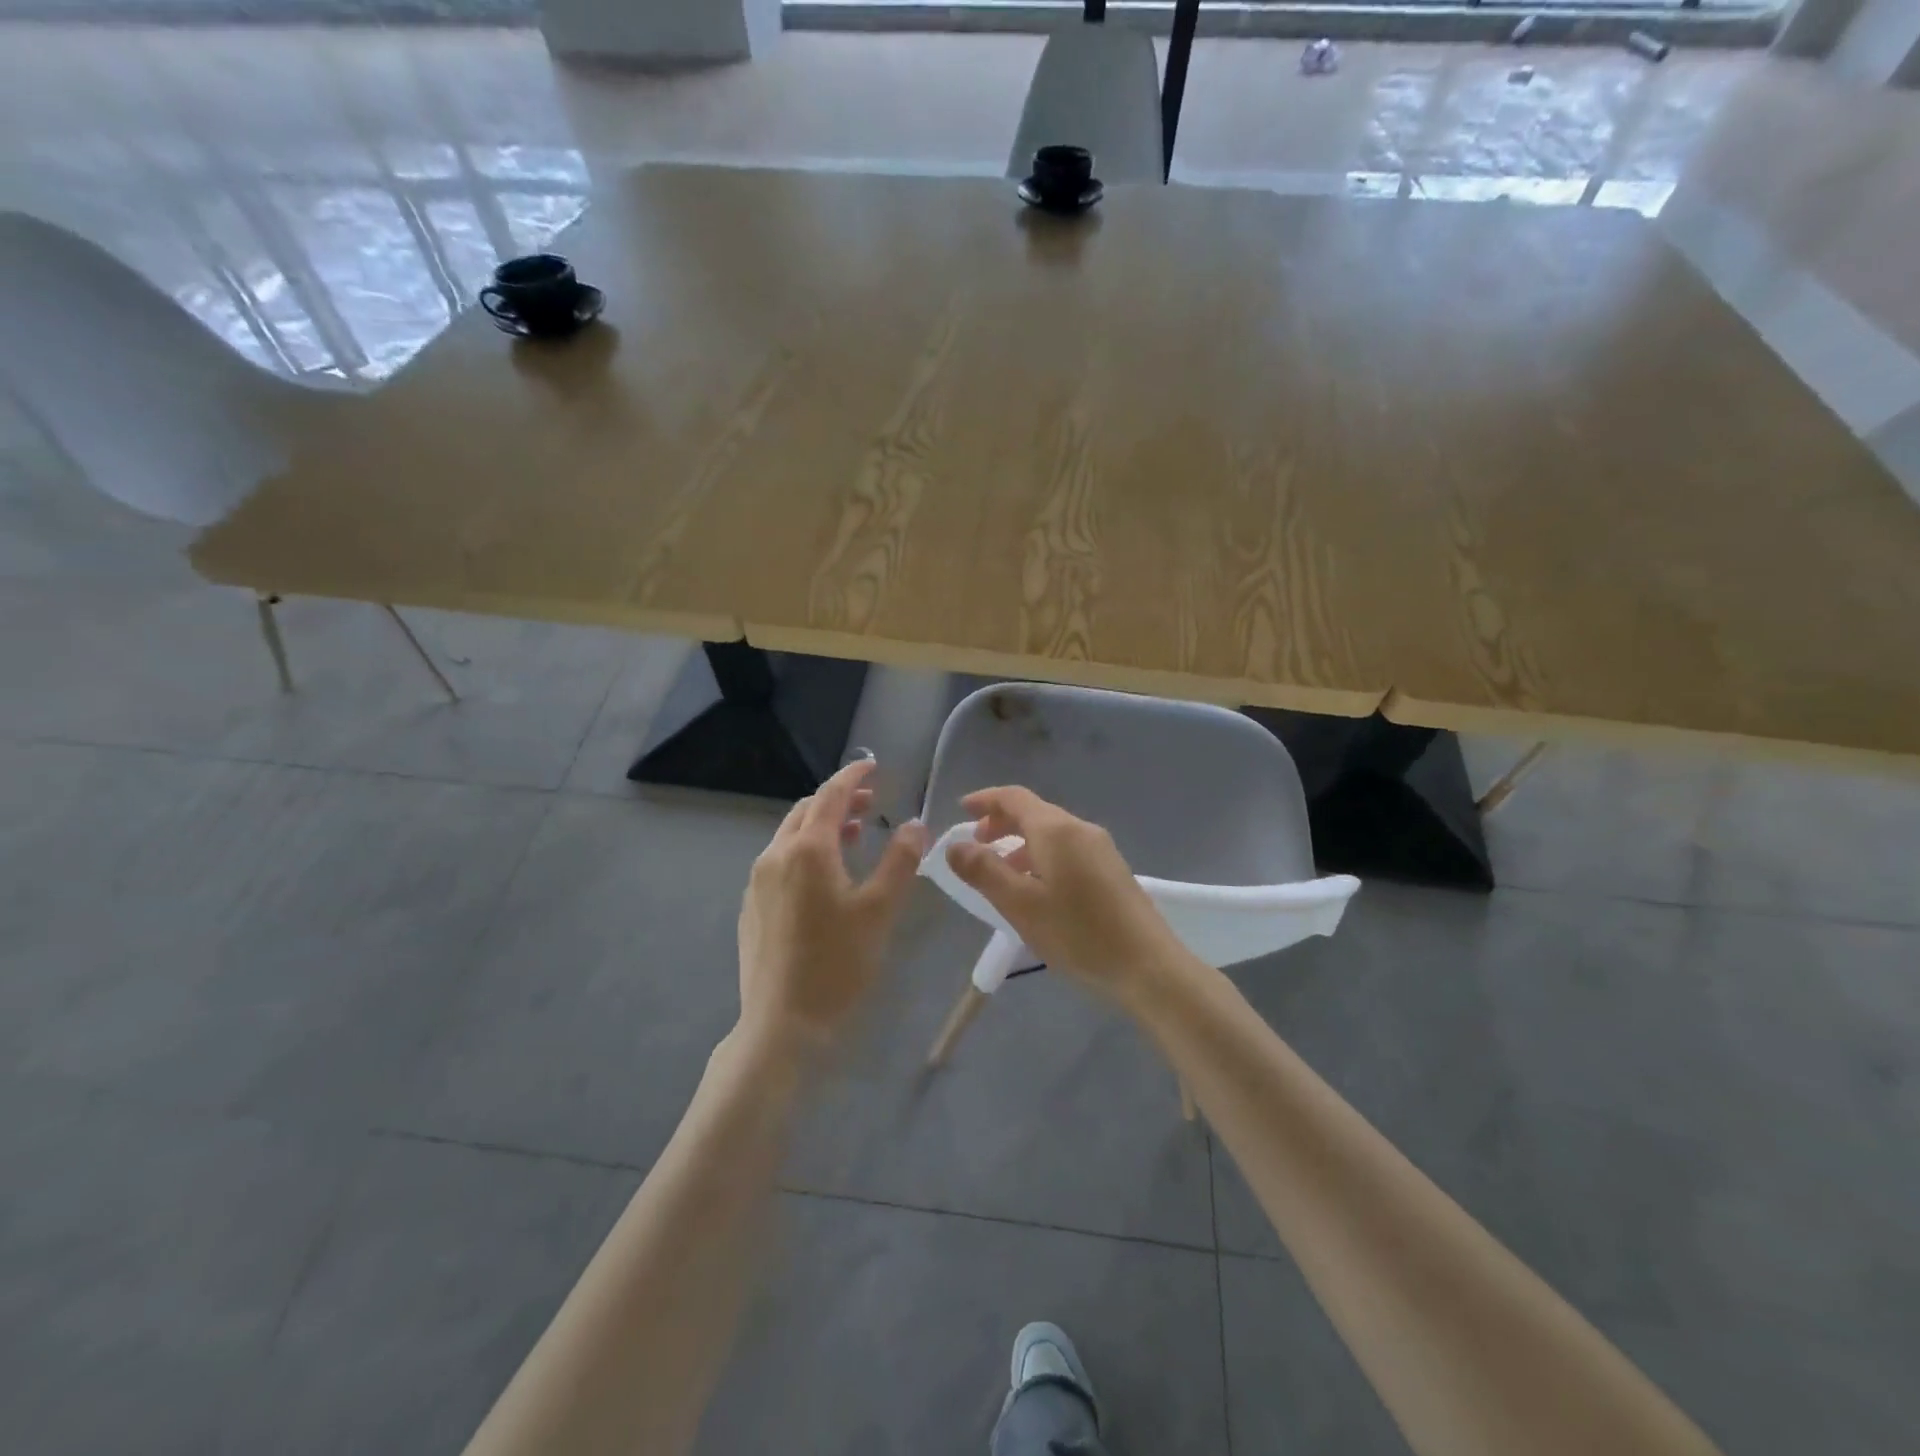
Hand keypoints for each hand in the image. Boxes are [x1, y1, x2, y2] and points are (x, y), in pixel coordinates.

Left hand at [736, 758, 928, 1050]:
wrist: (782, 1024)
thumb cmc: (838, 964)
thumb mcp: (879, 910)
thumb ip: (900, 860)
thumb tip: (914, 824)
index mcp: (807, 850)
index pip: (831, 795)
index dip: (853, 775)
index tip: (873, 765)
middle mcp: (775, 856)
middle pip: (807, 811)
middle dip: (838, 799)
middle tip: (871, 803)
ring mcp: (758, 882)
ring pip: (790, 836)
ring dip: (822, 826)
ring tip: (854, 835)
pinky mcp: (752, 906)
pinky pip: (780, 861)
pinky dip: (805, 850)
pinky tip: (825, 876)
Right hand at [944, 786, 1189, 1002]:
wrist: (1148, 966)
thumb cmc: (1078, 934)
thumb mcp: (1021, 905)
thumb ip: (984, 871)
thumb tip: (955, 845)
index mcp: (1056, 830)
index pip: (1014, 798)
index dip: (985, 800)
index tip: (961, 810)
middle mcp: (1080, 829)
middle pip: (1034, 812)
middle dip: (1001, 823)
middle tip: (976, 845)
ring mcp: (1101, 848)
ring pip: (1051, 833)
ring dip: (1021, 843)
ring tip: (1001, 874)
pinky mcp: (1112, 870)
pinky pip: (1067, 849)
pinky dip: (1041, 856)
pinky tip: (1037, 889)